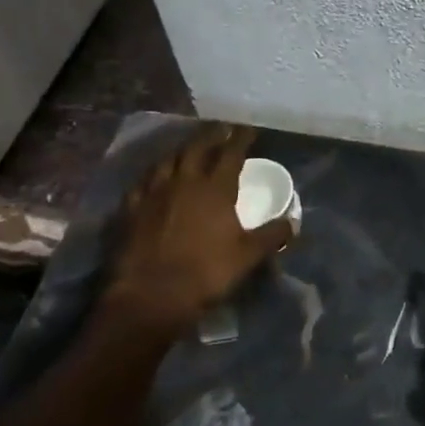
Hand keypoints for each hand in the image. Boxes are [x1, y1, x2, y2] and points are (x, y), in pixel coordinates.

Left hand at [95, 124, 292, 345]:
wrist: (149, 297)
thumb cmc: (205, 274)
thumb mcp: (248, 256)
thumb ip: (272, 235)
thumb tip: (294, 222)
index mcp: (215, 189)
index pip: (231, 154)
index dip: (241, 139)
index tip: (248, 129)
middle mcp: (183, 182)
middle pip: (197, 148)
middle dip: (211, 136)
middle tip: (220, 128)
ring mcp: (153, 194)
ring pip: (167, 160)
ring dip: (181, 150)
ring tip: (189, 147)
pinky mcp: (130, 210)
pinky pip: (142, 182)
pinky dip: (153, 174)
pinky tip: (154, 177)